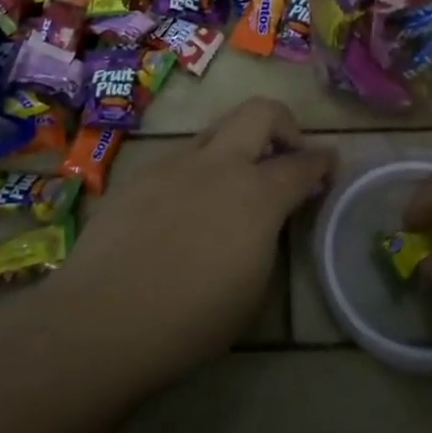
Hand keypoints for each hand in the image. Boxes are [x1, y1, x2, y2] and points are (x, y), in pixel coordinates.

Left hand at [53, 99, 332, 383]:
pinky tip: (181, 213)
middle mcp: (219, 163)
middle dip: (284, 124)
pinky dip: (196, 174)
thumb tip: (268, 215)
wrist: (102, 320)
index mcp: (256, 193)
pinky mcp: (140, 174)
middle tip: (285, 154)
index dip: (323, 162)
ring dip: (235, 149)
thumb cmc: (190, 320)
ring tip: (229, 189)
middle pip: (261, 112)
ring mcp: (174, 163)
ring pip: (216, 132)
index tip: (329, 166)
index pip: (303, 164)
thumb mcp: (252, 286)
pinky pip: (179, 160)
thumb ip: (267, 235)